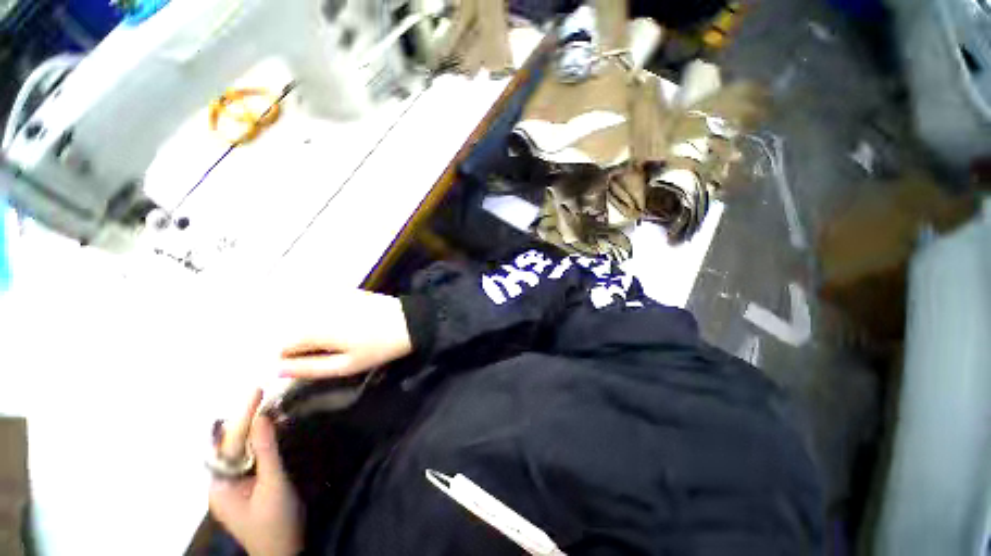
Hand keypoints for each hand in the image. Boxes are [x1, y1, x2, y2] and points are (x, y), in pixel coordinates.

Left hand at [209, 393, 301, 555]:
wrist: (284, 552)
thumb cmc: (276, 522)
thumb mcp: (274, 485)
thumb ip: (267, 450)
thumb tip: (262, 416)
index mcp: (220, 485)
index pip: (230, 443)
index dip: (243, 416)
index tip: (257, 390)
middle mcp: (222, 482)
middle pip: (232, 444)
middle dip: (246, 419)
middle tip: (262, 393)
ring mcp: (234, 485)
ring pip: (241, 450)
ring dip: (254, 429)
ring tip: (270, 405)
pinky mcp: (247, 486)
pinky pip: (251, 457)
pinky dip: (261, 441)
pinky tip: (272, 429)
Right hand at [278, 290, 412, 378]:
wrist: (409, 321)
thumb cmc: (378, 347)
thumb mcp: (345, 366)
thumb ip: (309, 368)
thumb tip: (277, 369)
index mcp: (314, 329)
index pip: (282, 345)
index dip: (293, 358)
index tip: (314, 363)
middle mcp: (317, 308)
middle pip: (293, 328)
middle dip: (303, 342)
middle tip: (331, 351)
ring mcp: (332, 297)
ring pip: (307, 315)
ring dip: (315, 328)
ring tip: (342, 338)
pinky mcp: (346, 291)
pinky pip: (323, 304)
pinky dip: (326, 314)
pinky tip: (347, 323)